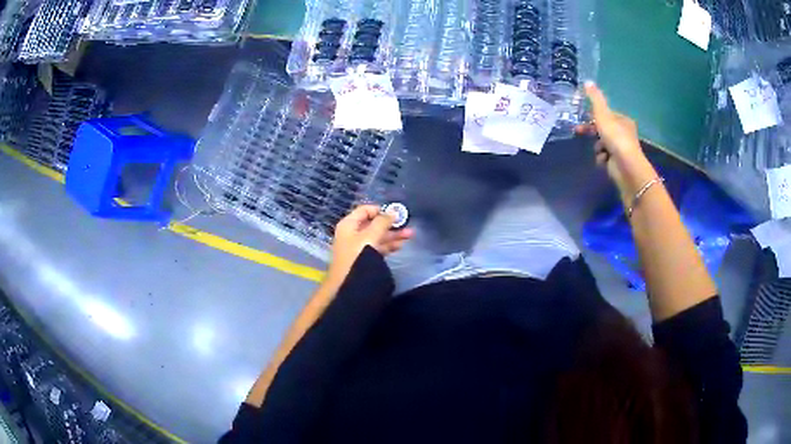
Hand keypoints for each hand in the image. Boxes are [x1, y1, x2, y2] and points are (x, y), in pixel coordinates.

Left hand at [328, 205, 413, 280]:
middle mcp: (352, 233)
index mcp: (349, 224)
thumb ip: (382, 222)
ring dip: (392, 235)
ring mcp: (358, 247)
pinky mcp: (364, 258)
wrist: (348, 285)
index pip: (365, 210)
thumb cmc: (357, 256)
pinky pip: (377, 247)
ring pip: (377, 236)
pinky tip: (400, 246)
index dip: (380, 210)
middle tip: (407, 225)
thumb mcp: (370, 236)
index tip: (396, 213)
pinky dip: (388, 245)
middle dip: (390, 224)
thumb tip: (393, 211)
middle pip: (373, 224)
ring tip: (409, 235)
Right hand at [575, 82, 656, 200]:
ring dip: (597, 147)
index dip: (593, 115)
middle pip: (603, 129)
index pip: (606, 114)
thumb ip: (595, 99)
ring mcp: (621, 149)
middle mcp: (624, 134)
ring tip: (599, 150)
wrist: (626, 168)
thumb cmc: (616, 138)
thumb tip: (588, 81)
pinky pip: (604, 157)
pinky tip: (603, 160)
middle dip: (592, 131)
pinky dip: (601, 158)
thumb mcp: (603, 115)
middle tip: (579, 132)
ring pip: (602, 143)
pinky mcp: (617, 163)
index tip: (582, 117)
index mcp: (623, 121)